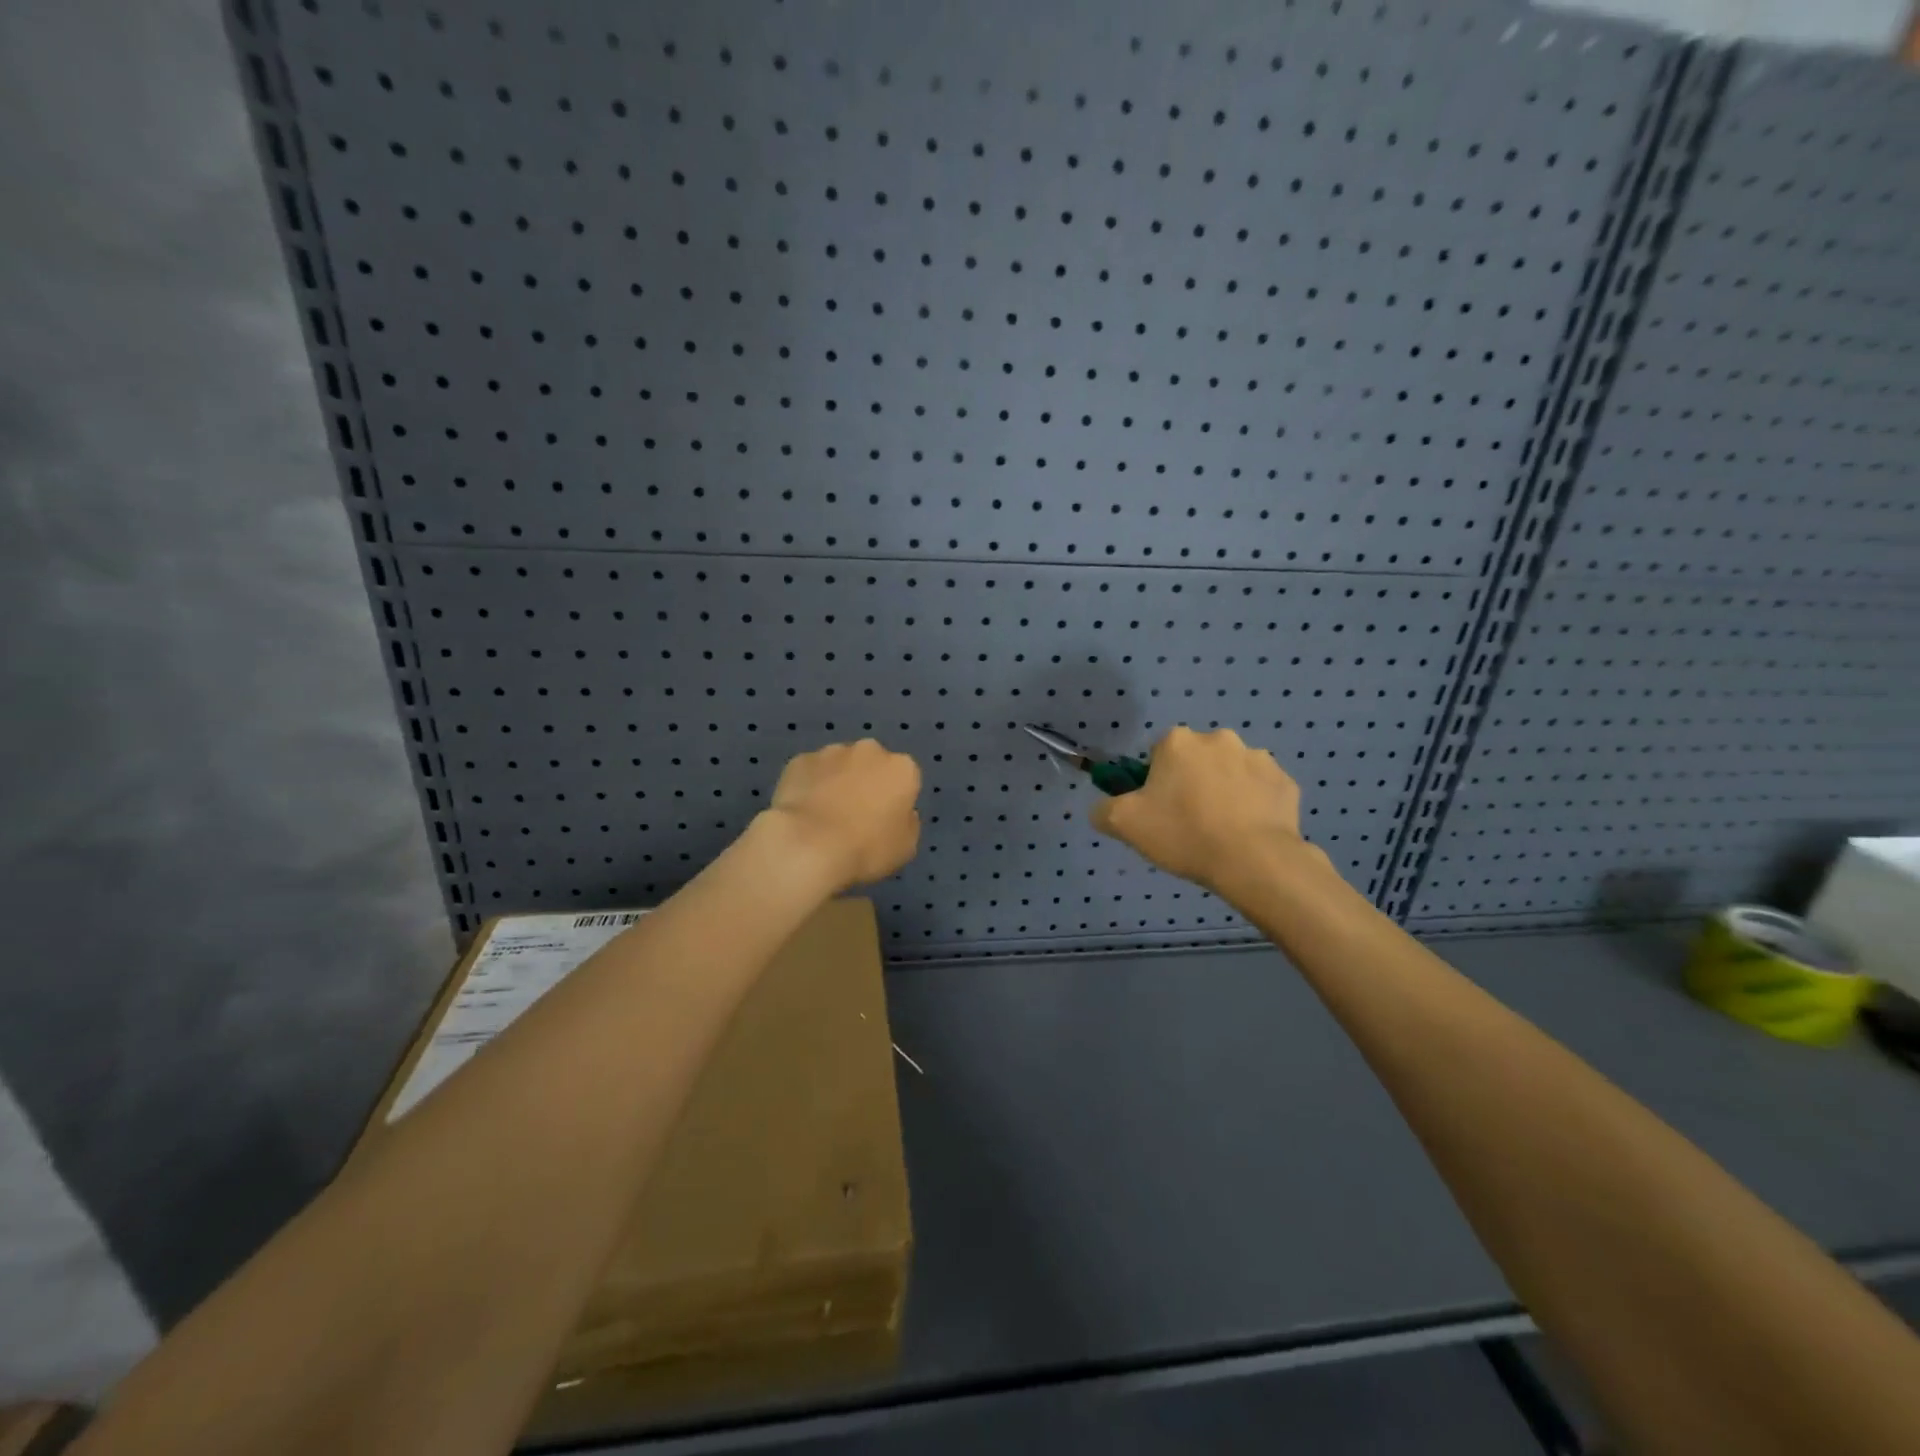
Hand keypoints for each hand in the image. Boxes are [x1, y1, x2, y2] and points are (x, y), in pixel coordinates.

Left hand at [763, 739, 922, 891]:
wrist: (808, 845)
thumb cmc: (867, 848)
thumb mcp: (905, 847)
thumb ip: (908, 823)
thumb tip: (901, 813)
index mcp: (902, 768)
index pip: (905, 779)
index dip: (895, 800)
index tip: (884, 821)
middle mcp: (869, 751)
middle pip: (872, 764)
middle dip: (866, 782)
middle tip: (855, 815)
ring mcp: (831, 752)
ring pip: (840, 764)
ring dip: (837, 781)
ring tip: (824, 815)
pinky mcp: (800, 760)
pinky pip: (810, 772)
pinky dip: (809, 785)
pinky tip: (802, 811)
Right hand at [1091, 726, 1321, 898]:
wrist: (1254, 861)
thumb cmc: (1184, 833)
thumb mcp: (1124, 824)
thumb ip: (1103, 809)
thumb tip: (1103, 807)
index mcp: (1178, 742)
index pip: (1158, 754)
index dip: (1156, 781)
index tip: (1159, 809)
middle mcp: (1219, 739)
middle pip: (1196, 760)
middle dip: (1192, 782)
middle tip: (1188, 822)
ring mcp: (1258, 758)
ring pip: (1230, 773)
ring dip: (1225, 791)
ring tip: (1221, 831)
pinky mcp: (1285, 783)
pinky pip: (1261, 791)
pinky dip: (1254, 805)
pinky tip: (1247, 833)